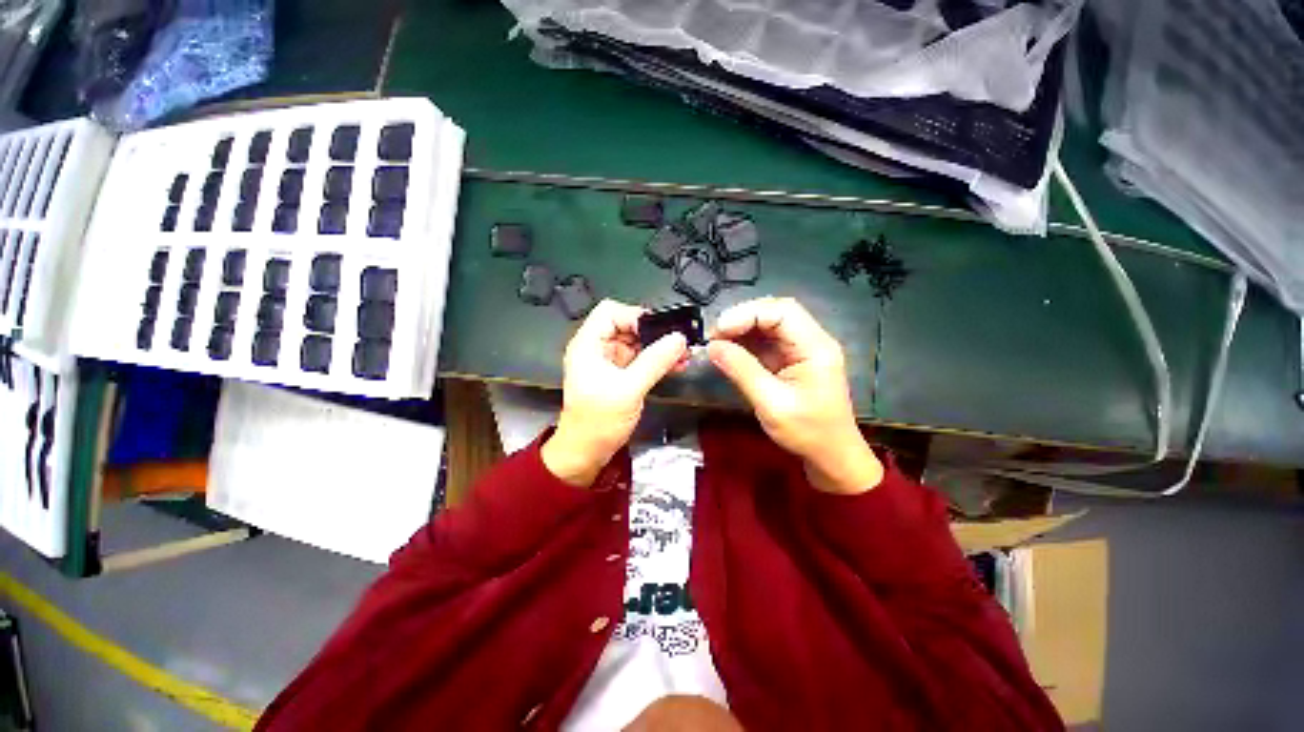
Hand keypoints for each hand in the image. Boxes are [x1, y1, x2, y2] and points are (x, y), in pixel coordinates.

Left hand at [542, 300, 688, 486]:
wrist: (586, 453)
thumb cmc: (599, 421)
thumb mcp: (628, 389)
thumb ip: (654, 361)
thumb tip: (679, 338)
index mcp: (588, 345)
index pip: (610, 312)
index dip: (635, 316)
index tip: (660, 330)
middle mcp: (596, 348)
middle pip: (626, 326)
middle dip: (654, 332)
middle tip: (679, 342)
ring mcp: (608, 362)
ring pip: (636, 343)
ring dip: (659, 347)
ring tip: (684, 354)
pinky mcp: (619, 375)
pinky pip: (640, 359)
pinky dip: (657, 360)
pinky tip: (677, 364)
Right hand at [707, 297, 882, 493]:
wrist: (831, 456)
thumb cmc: (807, 432)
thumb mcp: (771, 403)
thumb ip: (742, 370)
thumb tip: (712, 346)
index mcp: (815, 347)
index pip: (782, 311)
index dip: (747, 314)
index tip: (719, 330)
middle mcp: (811, 341)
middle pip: (775, 312)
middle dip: (742, 318)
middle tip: (715, 335)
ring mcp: (801, 349)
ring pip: (768, 324)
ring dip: (741, 329)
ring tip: (717, 341)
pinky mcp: (790, 360)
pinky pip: (765, 341)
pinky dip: (745, 342)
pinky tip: (729, 349)